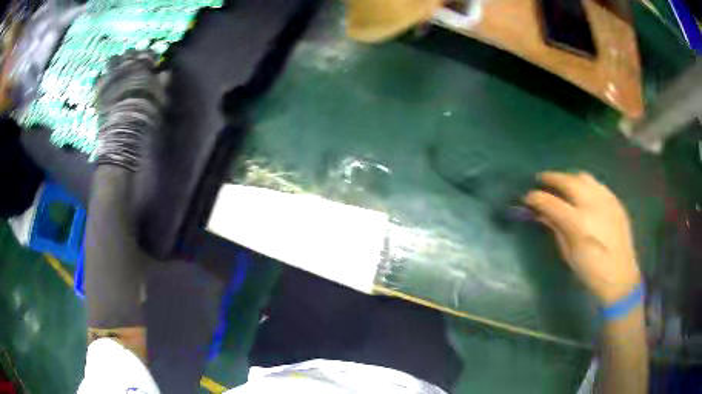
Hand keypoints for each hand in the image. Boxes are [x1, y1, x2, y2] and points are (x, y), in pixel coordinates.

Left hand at [95, 49, 165, 170]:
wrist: (124, 127)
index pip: (147, 54)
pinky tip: (105, 84)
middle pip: (128, 53)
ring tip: (118, 72)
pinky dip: (103, 79)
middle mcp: (126, 66)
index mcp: (142, 66)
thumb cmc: (146, 111)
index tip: (152, 63)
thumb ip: (161, 81)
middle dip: (131, 57)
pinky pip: (100, 79)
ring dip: (116, 64)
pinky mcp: (100, 89)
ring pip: (112, 61)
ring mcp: (111, 76)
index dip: (150, 57)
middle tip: (133, 64)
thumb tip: (164, 72)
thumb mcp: (159, 96)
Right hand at [524, 171, 641, 305]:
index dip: (536, 197)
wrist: (620, 276)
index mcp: (578, 223)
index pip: (551, 202)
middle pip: (567, 181)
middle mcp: (592, 205)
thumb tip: (542, 214)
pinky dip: (585, 184)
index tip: (527, 197)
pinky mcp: (615, 200)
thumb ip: (556, 229)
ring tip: (562, 184)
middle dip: (551, 178)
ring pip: (583, 177)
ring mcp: (606, 200)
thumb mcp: (569, 254)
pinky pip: (597, 184)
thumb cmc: (591, 271)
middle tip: (541, 180)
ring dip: (569, 178)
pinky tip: (583, 193)